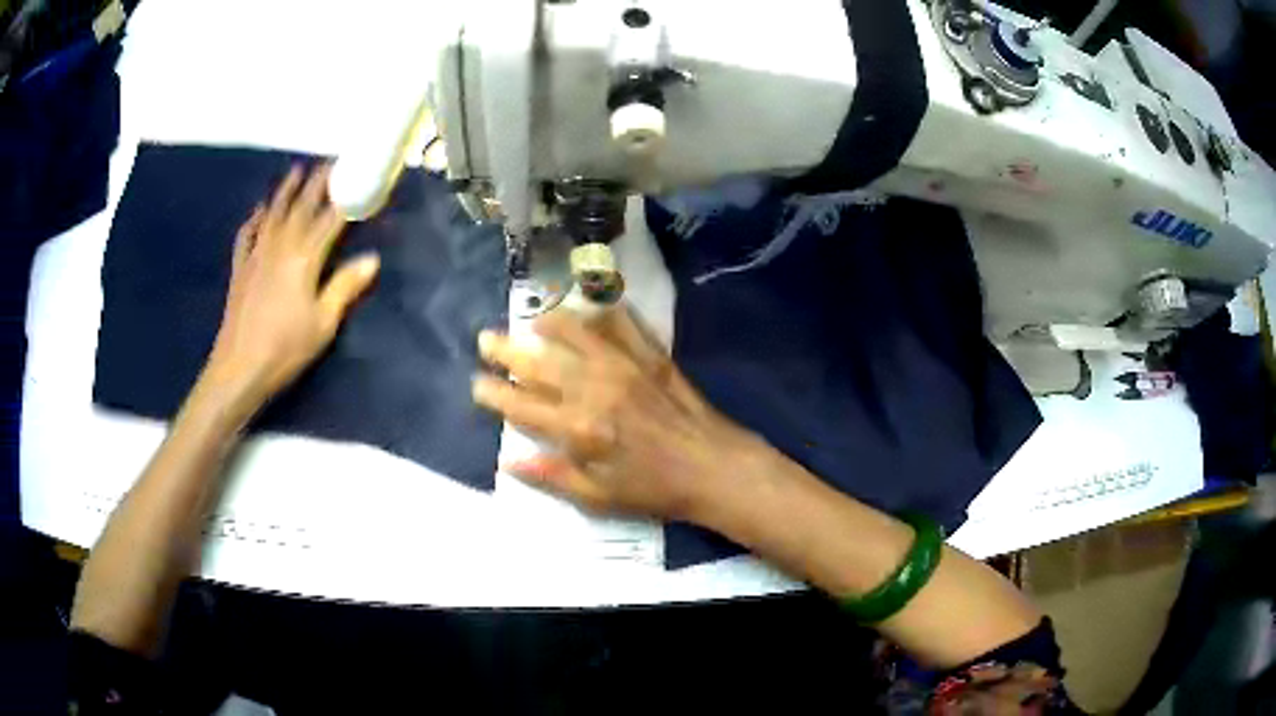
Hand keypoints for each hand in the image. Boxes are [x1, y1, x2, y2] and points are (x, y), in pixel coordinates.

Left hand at [204, 163, 379, 406]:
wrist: (239, 368)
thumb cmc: (285, 348)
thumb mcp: (323, 323)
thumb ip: (345, 286)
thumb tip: (373, 259)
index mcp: (304, 258)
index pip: (329, 220)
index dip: (345, 198)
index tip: (358, 178)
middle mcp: (280, 247)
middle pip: (301, 208)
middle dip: (316, 183)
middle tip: (329, 162)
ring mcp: (257, 255)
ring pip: (273, 214)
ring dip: (285, 191)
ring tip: (295, 170)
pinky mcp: (241, 269)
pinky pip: (246, 235)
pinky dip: (253, 219)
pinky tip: (258, 210)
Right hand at [472, 307, 763, 522]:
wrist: (715, 468)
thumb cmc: (655, 490)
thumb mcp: (600, 498)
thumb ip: (553, 477)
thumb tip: (510, 461)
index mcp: (580, 429)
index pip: (523, 406)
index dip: (494, 394)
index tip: (476, 384)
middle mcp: (596, 389)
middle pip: (540, 362)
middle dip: (507, 350)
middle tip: (487, 340)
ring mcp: (626, 366)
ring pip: (576, 331)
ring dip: (549, 322)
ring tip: (532, 320)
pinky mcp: (652, 355)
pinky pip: (622, 322)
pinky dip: (602, 311)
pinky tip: (589, 308)